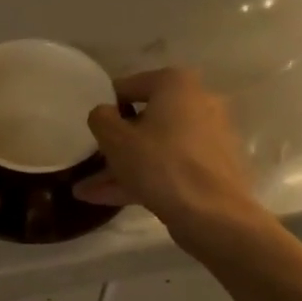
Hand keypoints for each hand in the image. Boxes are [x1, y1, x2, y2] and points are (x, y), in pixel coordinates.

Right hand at [73, 68, 259, 234]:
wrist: (214, 216)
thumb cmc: (160, 164)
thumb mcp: (115, 139)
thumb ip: (100, 118)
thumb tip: (104, 114)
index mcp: (177, 84)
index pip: (128, 87)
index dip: (105, 108)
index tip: (91, 130)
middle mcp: (199, 102)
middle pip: (145, 120)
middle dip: (115, 144)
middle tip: (90, 161)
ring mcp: (210, 137)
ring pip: (157, 147)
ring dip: (123, 167)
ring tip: (87, 191)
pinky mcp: (214, 168)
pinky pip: (172, 166)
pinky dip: (145, 178)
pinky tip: (111, 199)